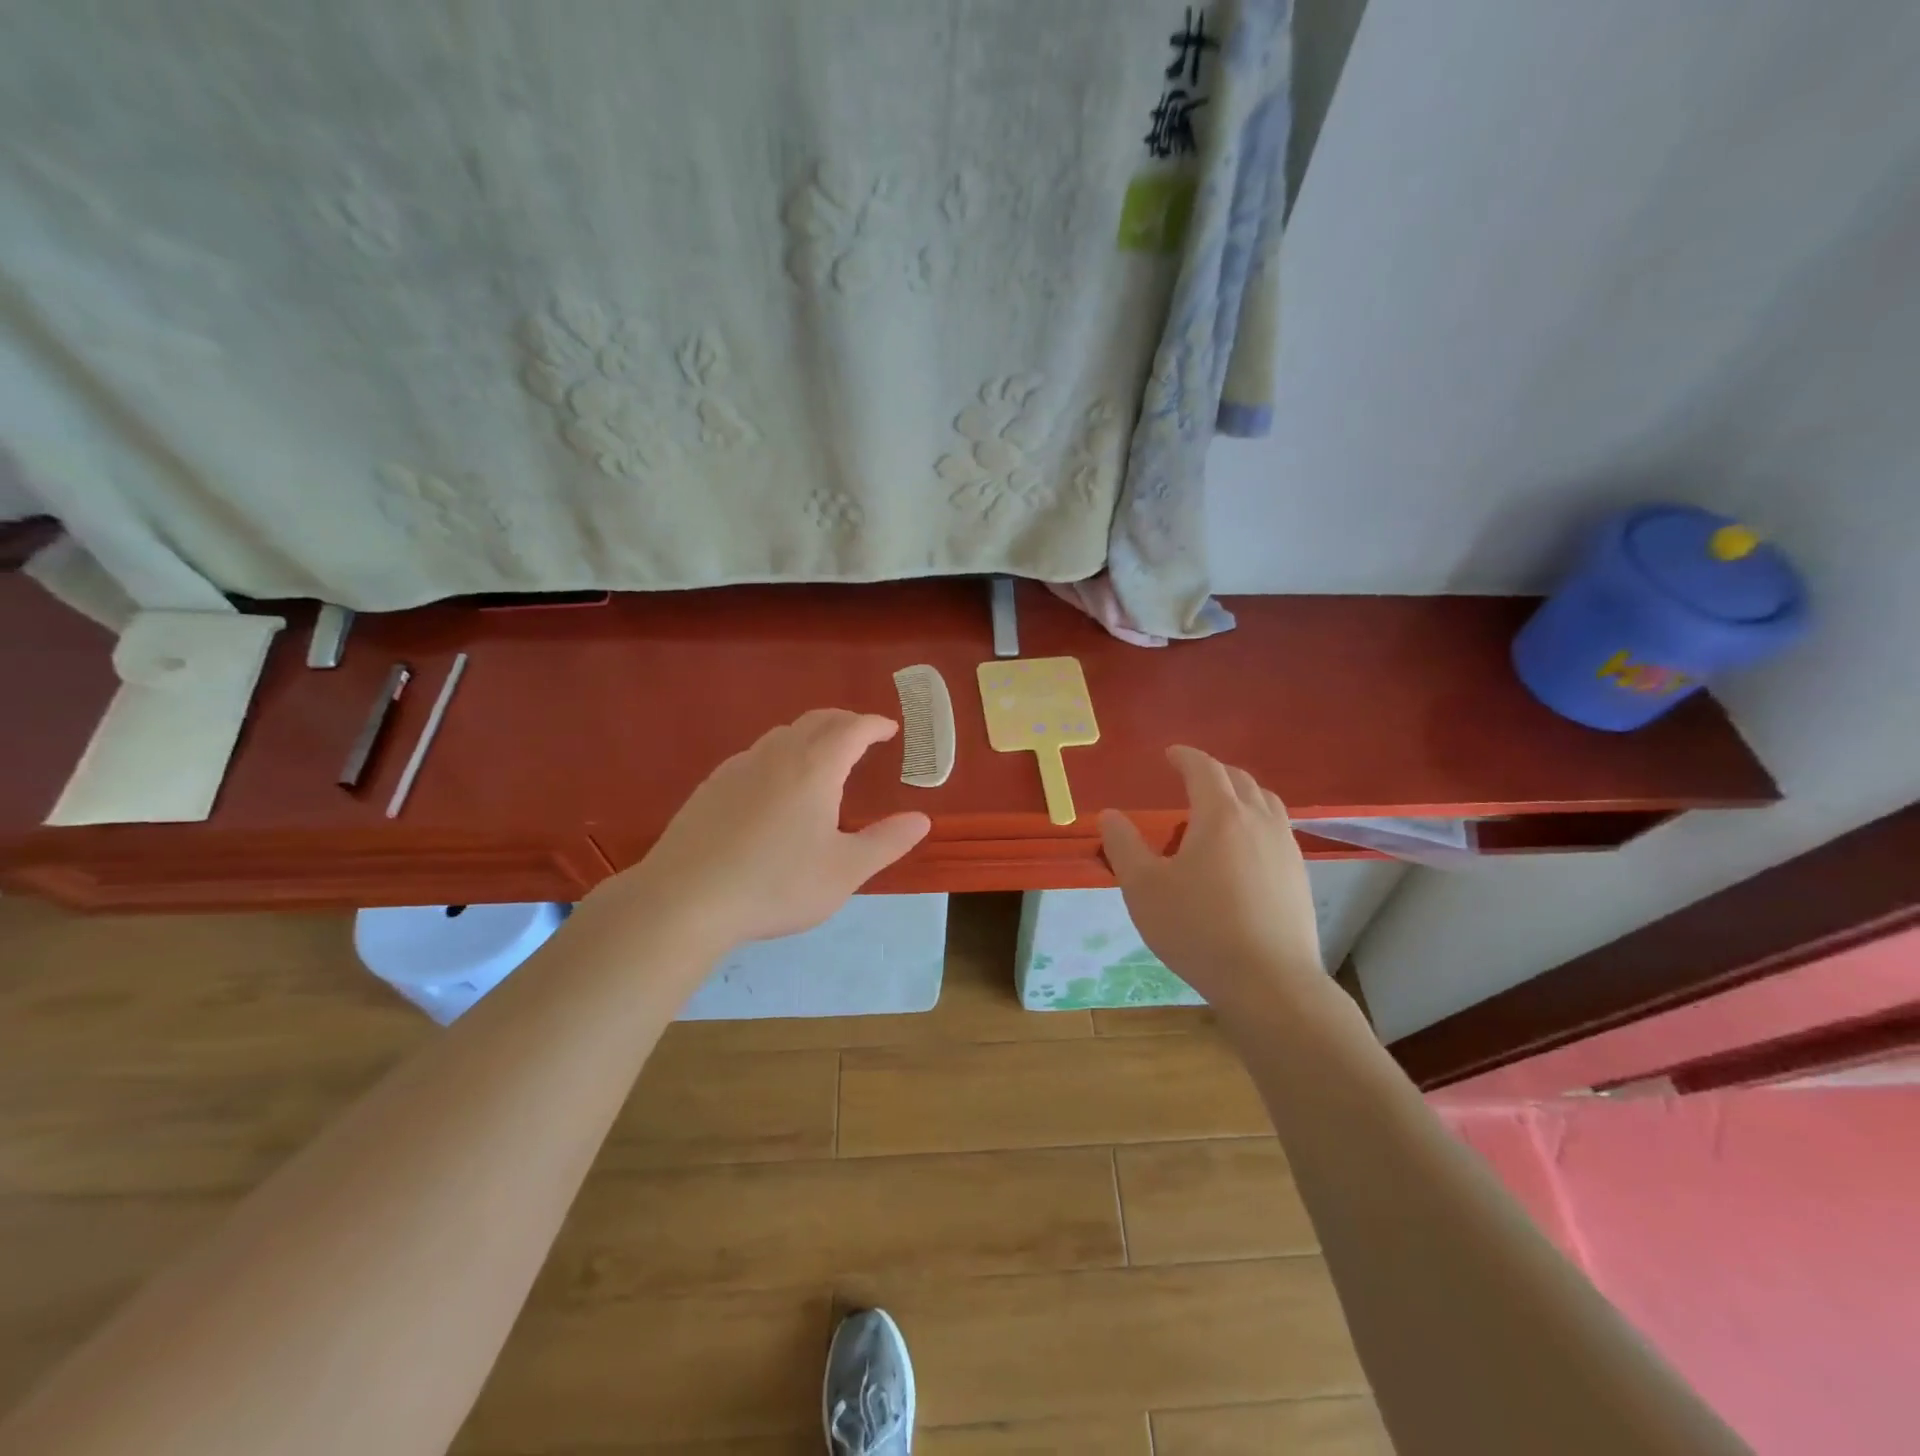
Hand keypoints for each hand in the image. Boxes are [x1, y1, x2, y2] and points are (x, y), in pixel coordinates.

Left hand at [602, 709, 930, 949]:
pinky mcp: (710, 787)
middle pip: (815, 721)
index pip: (851, 729)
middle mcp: (776, 756)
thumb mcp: (844, 871)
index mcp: (814, 768)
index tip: (889, 728)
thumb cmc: (776, 884)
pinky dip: (779, 755)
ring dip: (809, 735)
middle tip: (861, 734)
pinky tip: (773, 786)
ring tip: (822, 756)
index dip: (874, 724)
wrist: (685, 899)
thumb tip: (921, 819)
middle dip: (844, 722)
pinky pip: (755, 756)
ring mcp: (738, 768)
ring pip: (781, 736)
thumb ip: (886, 842)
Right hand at [1100, 746, 1322, 1008]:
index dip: (1186, 757)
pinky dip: (1256, 821)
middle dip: (1213, 772)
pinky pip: (1277, 830)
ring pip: (1266, 803)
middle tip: (1191, 779)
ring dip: (1240, 794)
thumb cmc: (1198, 929)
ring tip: (1220, 810)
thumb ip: (1124, 846)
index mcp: (1220, 815)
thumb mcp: (1144, 888)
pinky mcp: (1299, 876)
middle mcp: (1259, 821)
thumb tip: (1110, 816)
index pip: (1204, 769)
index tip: (1171, 755)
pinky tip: (1244, 851)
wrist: (1269, 982)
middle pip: (1240, 780)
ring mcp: (1286, 848)